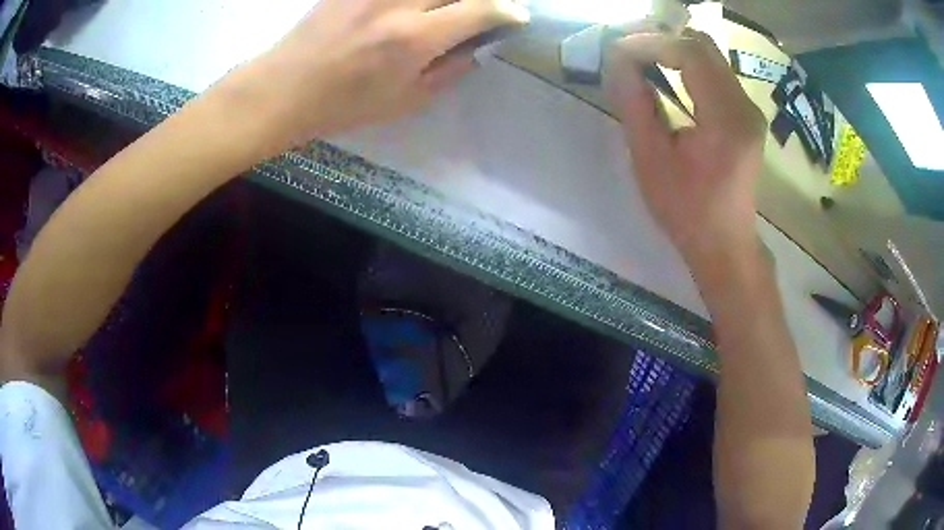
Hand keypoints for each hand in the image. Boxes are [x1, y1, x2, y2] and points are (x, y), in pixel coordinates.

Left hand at [224, 0, 528, 149]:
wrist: (284, 88)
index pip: (481, 9)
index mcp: (415, 38)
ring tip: (450, 11)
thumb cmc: (343, 105)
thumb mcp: (404, 102)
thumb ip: (448, 72)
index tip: (516, 16)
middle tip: (486, 10)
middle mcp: (400, 3)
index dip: (506, 10)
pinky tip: (418, 8)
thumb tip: (478, 49)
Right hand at [603, 31, 766, 271]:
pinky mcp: (747, 115)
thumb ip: (635, 104)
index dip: (651, 44)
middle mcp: (745, 106)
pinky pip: (716, 73)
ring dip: (674, 51)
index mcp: (726, 119)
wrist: (725, 242)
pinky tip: (668, 77)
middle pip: (703, 46)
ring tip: (642, 61)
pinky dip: (688, 66)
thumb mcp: (650, 159)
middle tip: (629, 52)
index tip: (618, 53)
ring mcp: (749, 109)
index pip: (690, 53)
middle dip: (662, 41)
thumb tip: (618, 61)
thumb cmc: (686, 210)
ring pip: (710, 56)